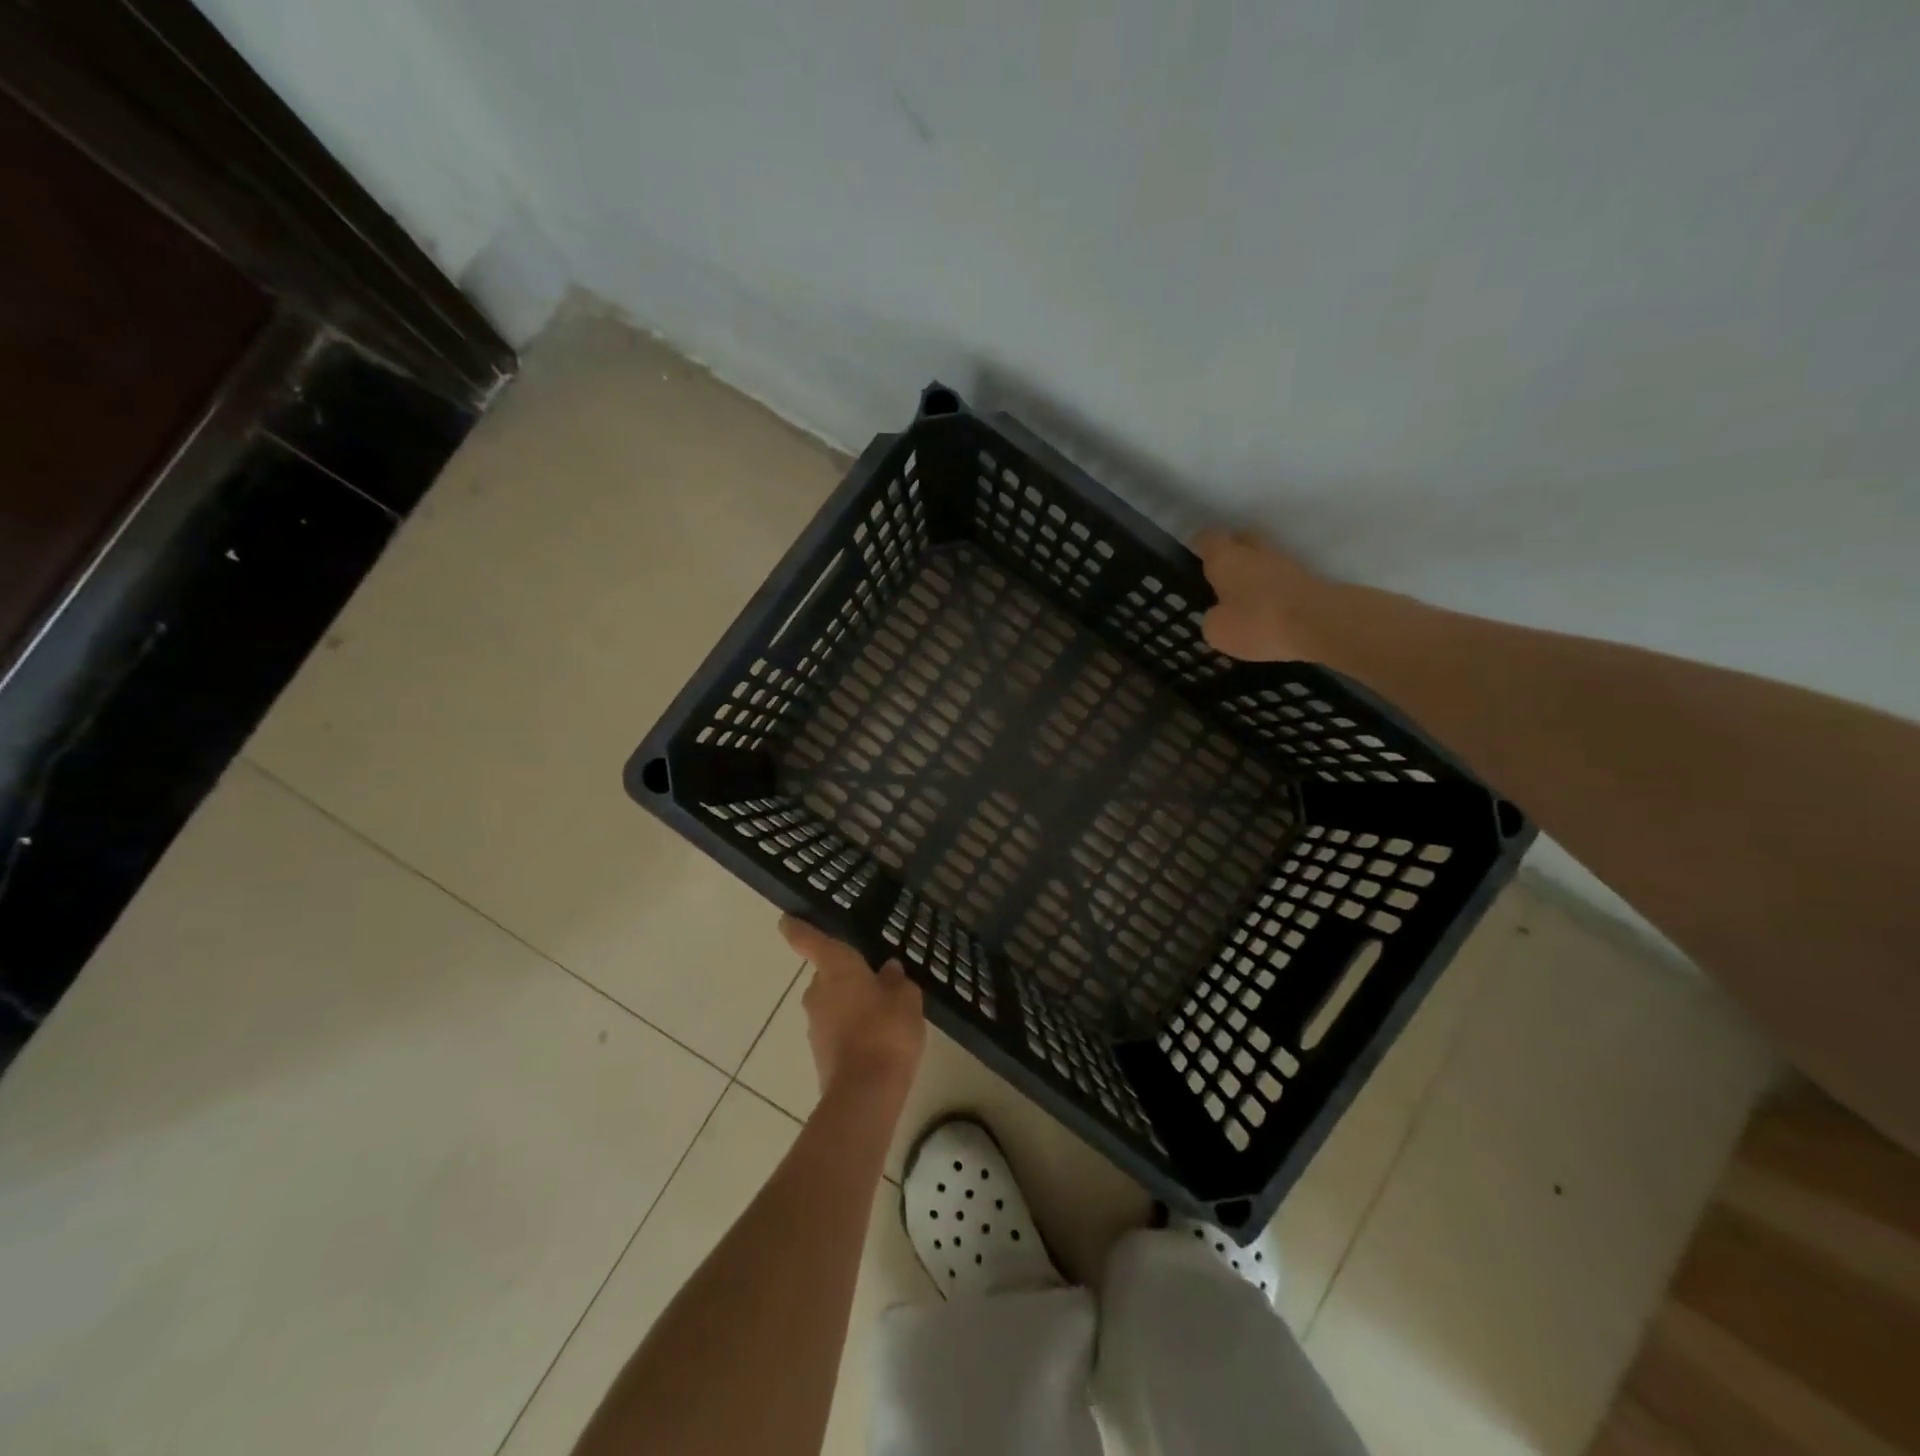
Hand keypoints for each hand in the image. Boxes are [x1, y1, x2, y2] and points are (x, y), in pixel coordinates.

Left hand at [779, 916, 925, 1098]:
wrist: (865, 1092)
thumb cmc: (886, 1030)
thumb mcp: (905, 999)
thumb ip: (896, 981)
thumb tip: (888, 970)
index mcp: (836, 968)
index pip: (810, 941)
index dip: (798, 929)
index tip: (785, 920)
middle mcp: (817, 991)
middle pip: (828, 976)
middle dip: (847, 978)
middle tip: (876, 982)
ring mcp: (814, 1024)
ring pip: (833, 1004)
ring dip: (851, 1006)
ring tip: (883, 1016)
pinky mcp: (819, 1053)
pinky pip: (836, 1030)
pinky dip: (852, 1031)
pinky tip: (877, 1041)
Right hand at [1193, 528, 1336, 663]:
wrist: (1320, 623)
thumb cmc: (1258, 622)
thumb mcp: (1218, 631)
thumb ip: (1212, 619)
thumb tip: (1219, 614)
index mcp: (1226, 558)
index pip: (1208, 538)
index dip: (1199, 546)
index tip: (1193, 558)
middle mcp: (1255, 551)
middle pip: (1240, 540)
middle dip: (1230, 553)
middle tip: (1219, 575)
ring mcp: (1285, 562)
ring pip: (1262, 559)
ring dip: (1253, 572)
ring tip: (1243, 596)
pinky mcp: (1307, 578)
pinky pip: (1280, 578)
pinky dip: (1272, 588)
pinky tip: (1267, 608)